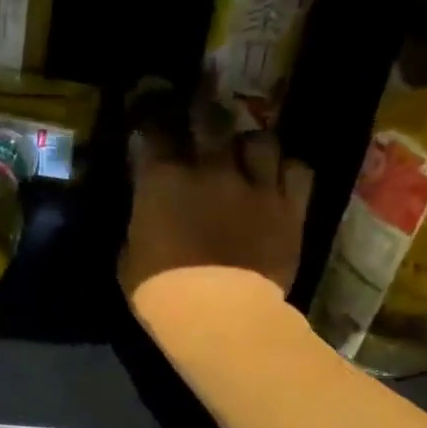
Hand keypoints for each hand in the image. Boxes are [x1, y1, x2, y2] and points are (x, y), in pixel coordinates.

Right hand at [119, 119, 313, 308]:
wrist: (218, 315)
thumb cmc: (161, 291)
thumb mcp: (130, 257)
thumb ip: (140, 225)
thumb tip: (147, 216)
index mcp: (162, 179)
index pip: (154, 129)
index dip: (151, 115)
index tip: (150, 114)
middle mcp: (210, 168)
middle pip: (210, 118)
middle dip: (202, 112)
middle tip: (201, 115)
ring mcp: (255, 184)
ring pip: (259, 139)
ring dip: (249, 144)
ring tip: (246, 154)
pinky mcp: (290, 206)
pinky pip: (297, 170)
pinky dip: (286, 170)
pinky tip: (278, 179)